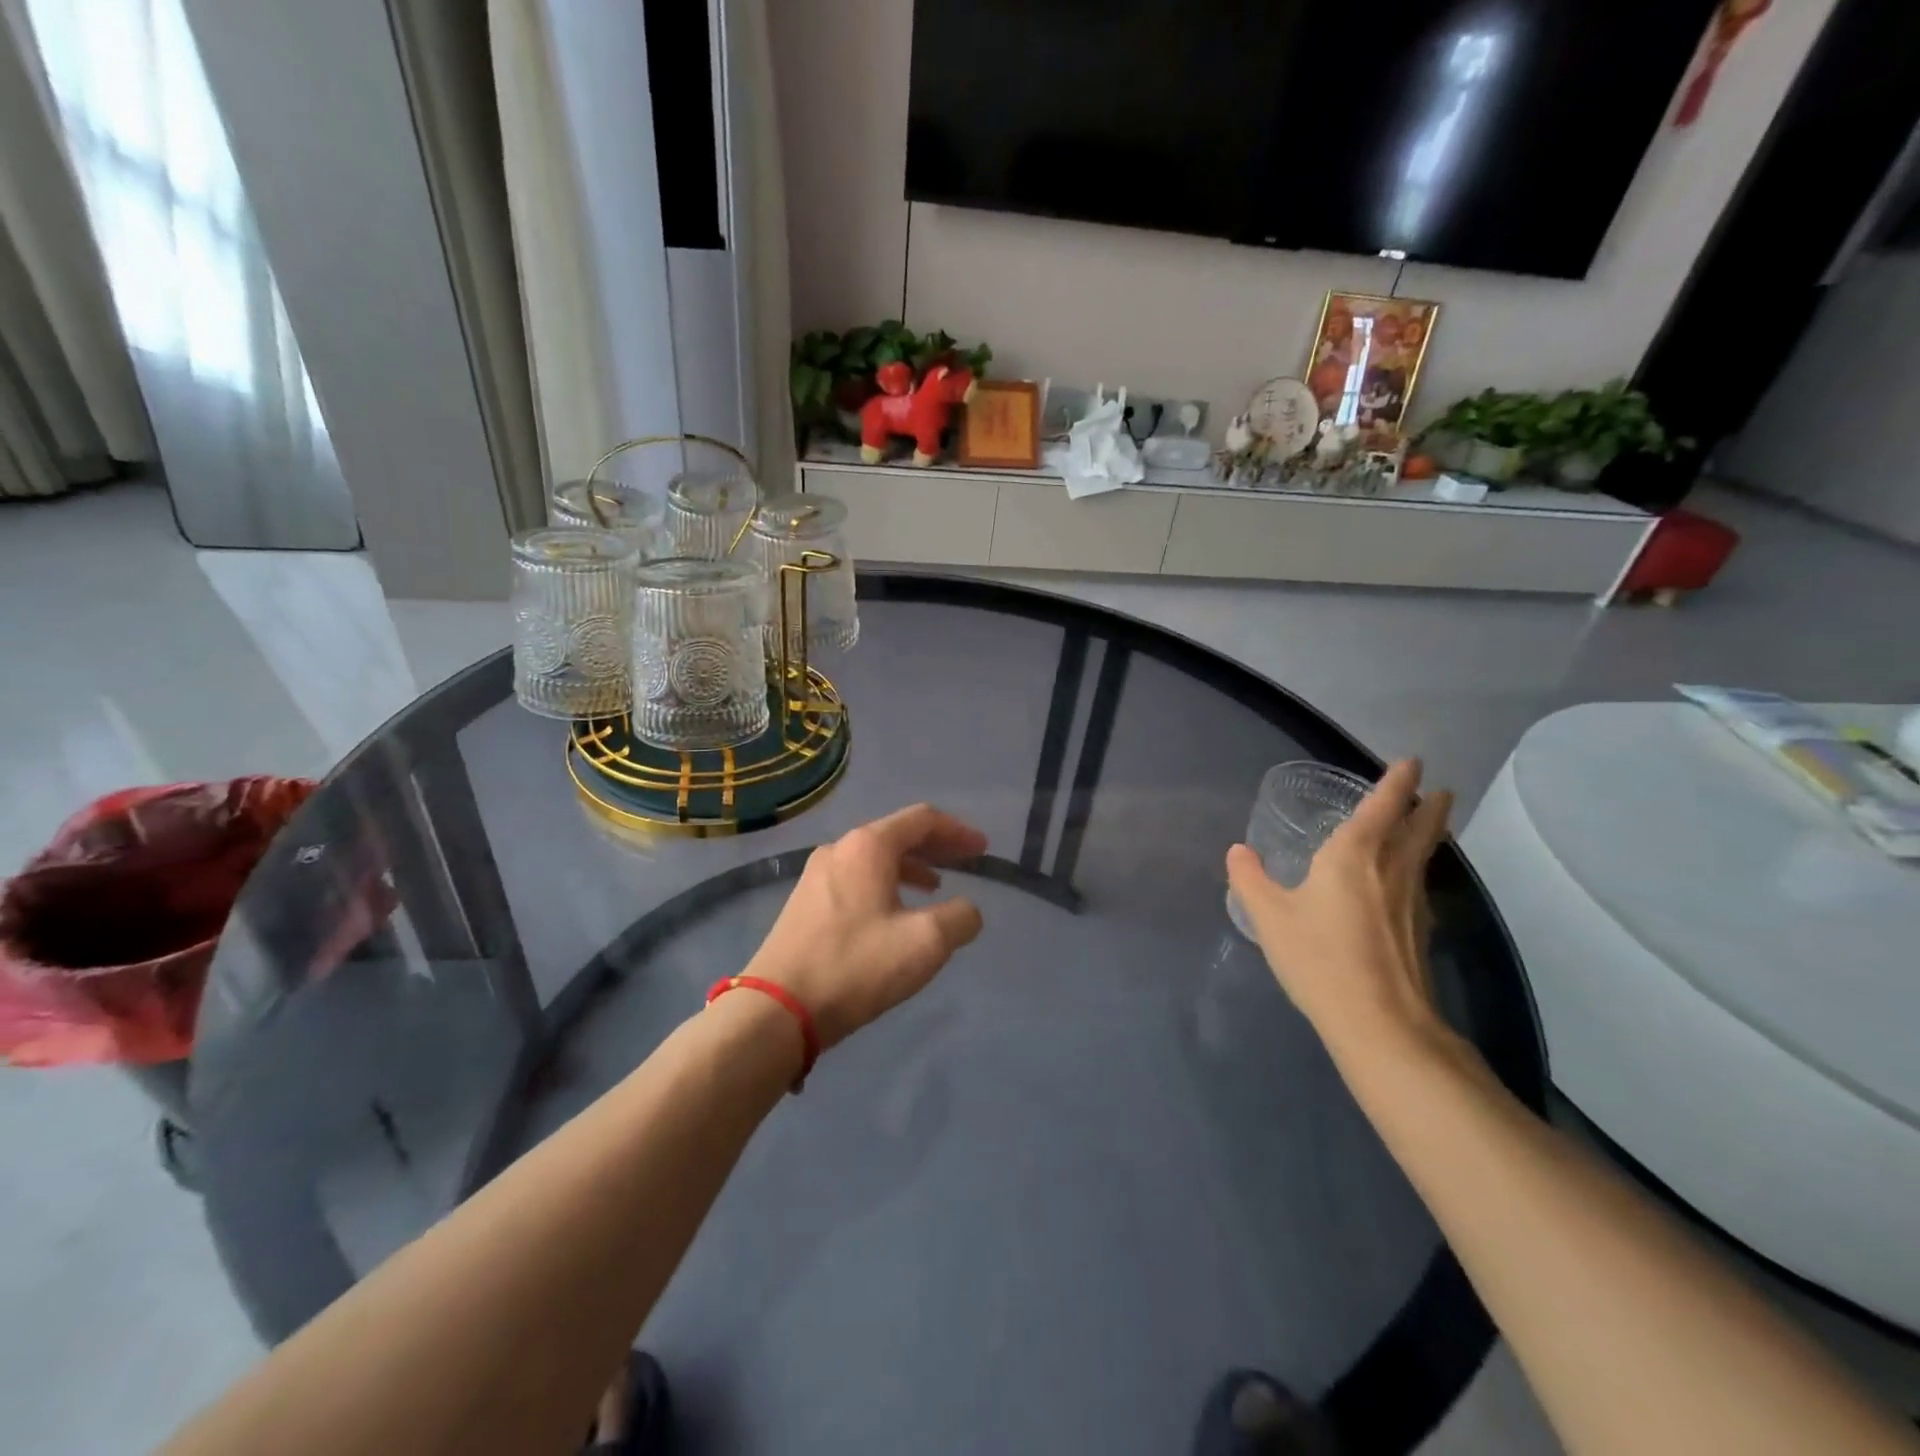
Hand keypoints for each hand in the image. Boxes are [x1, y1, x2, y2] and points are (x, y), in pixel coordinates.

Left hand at [747, 805, 987, 1048]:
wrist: (777, 1008)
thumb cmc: (856, 965)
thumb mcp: (925, 943)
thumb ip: (960, 918)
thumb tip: (967, 910)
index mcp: (868, 846)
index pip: (922, 819)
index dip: (957, 831)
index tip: (982, 849)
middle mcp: (839, 849)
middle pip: (897, 834)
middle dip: (935, 846)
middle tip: (965, 862)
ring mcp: (816, 875)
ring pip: (874, 858)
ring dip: (910, 867)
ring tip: (935, 888)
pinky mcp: (804, 903)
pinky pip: (856, 878)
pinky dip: (885, 884)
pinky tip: (893, 913)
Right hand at [1226, 760, 1453, 1059]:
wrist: (1379, 1022)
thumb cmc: (1320, 957)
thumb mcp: (1269, 916)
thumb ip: (1249, 879)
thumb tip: (1238, 851)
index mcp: (1354, 855)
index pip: (1383, 806)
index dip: (1398, 782)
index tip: (1413, 762)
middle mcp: (1391, 869)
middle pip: (1420, 828)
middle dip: (1430, 806)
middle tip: (1439, 791)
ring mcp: (1412, 902)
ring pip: (1425, 855)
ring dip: (1430, 834)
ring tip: (1429, 826)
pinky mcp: (1420, 931)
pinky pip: (1421, 883)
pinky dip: (1419, 868)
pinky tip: (1407, 884)